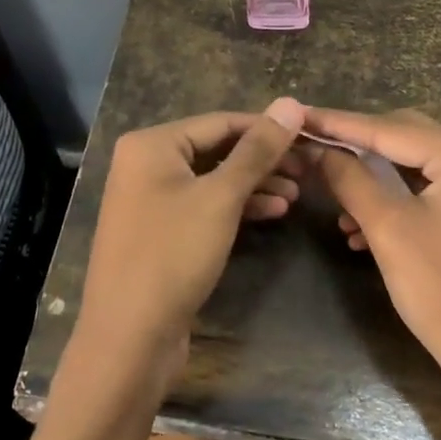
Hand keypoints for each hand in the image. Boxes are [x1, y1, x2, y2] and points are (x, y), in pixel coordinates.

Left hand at [64, 97, 306, 411]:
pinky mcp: (160, 230)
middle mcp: (146, 164)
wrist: (129, 337)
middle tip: (309, 170)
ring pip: (213, 179)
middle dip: (263, 160)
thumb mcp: (221, 198)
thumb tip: (291, 102)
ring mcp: (151, 199)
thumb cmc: (173, 255)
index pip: (221, 122)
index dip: (268, 128)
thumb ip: (257, 150)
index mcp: (152, 144)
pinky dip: (236, 207)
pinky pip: (203, 205)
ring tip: (298, 195)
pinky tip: (273, 213)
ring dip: (254, 184)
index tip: (311, 136)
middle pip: (216, 149)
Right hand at [307, 108, 440, 431]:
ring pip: (411, 165)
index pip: (392, 129)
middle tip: (313, 144)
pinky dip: (390, 200)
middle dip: (357, 145)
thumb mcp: (387, 229)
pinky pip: (423, 191)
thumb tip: (317, 148)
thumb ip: (350, 179)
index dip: (341, 123)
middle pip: (404, 138)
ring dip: (371, 177)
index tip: (301, 114)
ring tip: (332, 193)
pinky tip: (357, 227)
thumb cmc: (440, 289)